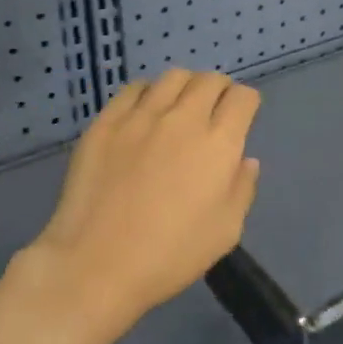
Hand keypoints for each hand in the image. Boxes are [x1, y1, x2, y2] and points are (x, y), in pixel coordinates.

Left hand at [17, 70, 260, 328]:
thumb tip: (245, 160)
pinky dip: (147, 94)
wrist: (95, 266)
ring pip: (173, 77)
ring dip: (185, 87)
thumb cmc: (170, 255)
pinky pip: (133, 89)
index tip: (241, 120)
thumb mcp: (226, 231)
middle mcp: (183, 119)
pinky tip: (144, 115)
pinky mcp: (106, 122)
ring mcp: (141, 117)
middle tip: (213, 113)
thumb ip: (242, 188)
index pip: (243, 97)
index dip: (246, 104)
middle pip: (210, 80)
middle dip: (220, 91)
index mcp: (219, 144)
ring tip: (179, 108)